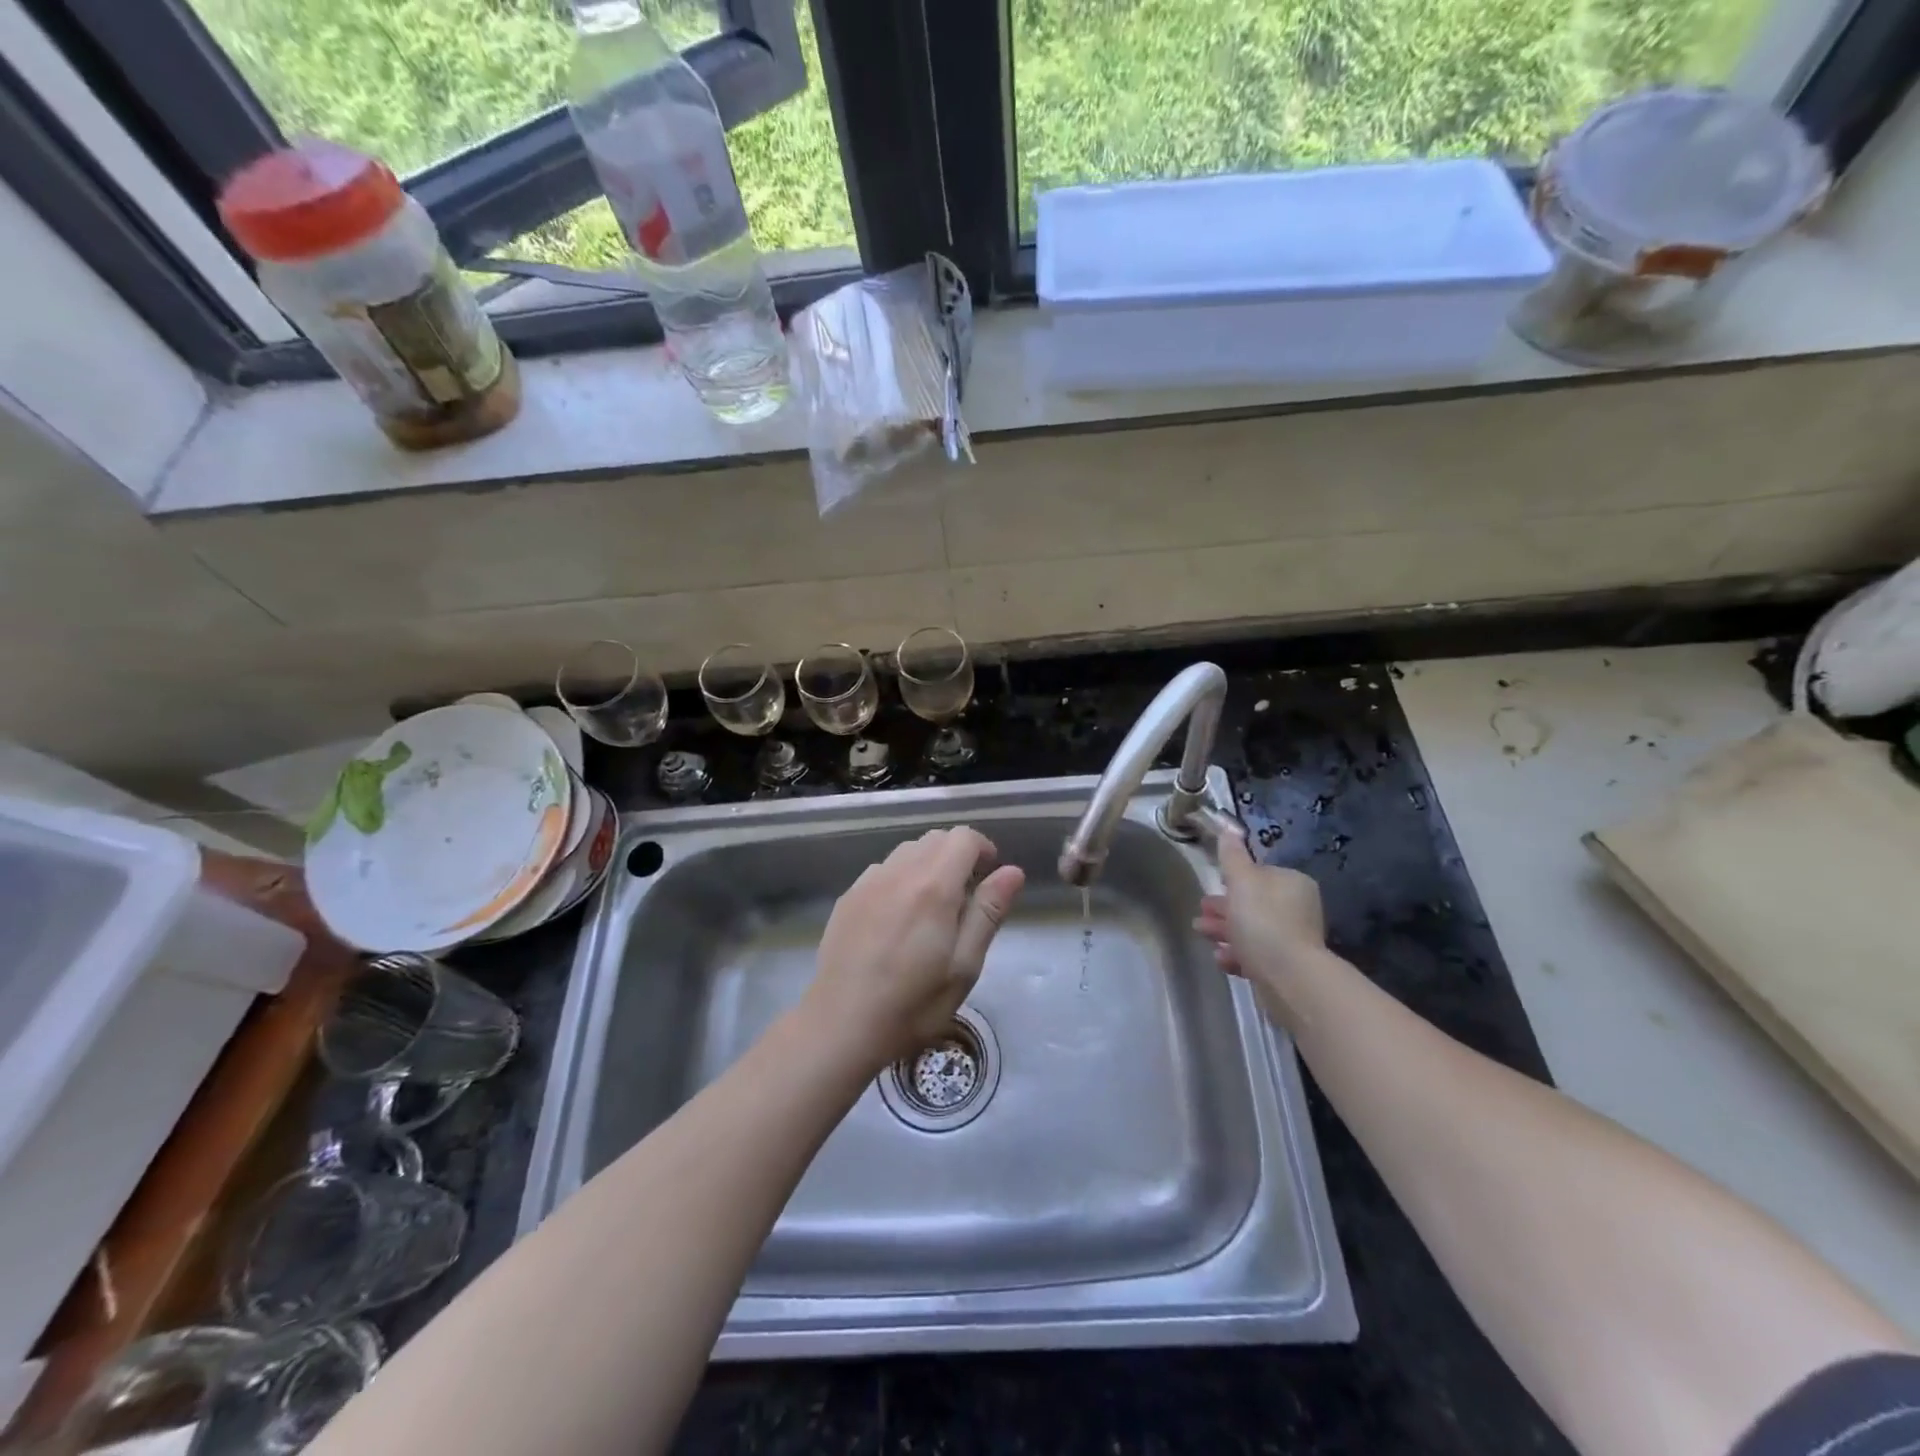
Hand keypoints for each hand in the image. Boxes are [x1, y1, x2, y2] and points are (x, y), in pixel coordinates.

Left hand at [803, 827, 1025, 1069]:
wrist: (841, 1025)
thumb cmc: (913, 1004)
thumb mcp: (964, 966)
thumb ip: (988, 912)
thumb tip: (1012, 872)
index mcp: (933, 887)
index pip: (963, 838)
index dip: (983, 849)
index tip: (989, 877)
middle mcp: (899, 872)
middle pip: (935, 839)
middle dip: (957, 855)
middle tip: (966, 897)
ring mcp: (868, 882)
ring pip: (907, 851)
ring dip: (928, 864)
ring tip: (932, 906)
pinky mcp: (848, 897)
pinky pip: (883, 869)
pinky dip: (901, 878)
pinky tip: (898, 917)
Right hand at [1193, 836, 1326, 988]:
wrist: (1289, 977)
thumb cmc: (1262, 921)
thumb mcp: (1242, 881)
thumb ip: (1232, 855)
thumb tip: (1228, 826)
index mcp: (1292, 884)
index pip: (1259, 875)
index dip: (1232, 880)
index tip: (1211, 887)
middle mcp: (1297, 909)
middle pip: (1253, 904)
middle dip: (1224, 908)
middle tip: (1200, 913)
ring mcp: (1293, 940)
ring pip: (1252, 931)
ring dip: (1225, 931)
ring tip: (1201, 934)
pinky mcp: (1286, 968)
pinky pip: (1256, 956)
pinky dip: (1236, 955)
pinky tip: (1220, 958)